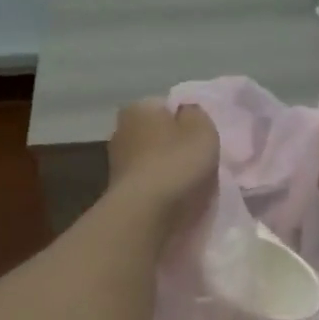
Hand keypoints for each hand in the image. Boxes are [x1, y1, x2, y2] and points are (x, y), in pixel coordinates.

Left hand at [106, 99, 219, 227]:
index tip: (200, 140)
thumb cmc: (177, 164)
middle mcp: (121, 129)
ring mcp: (116, 161)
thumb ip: (196, 114)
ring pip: (151, 159)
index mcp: (139, 107)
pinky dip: (158, 188)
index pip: (166, 106)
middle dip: (174, 145)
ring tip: (187, 186)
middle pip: (157, 133)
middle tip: (196, 162)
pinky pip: (146, 182)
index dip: (186, 121)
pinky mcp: (118, 190)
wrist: (146, 213)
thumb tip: (186, 112)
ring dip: (166, 169)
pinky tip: (172, 200)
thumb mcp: (203, 130)